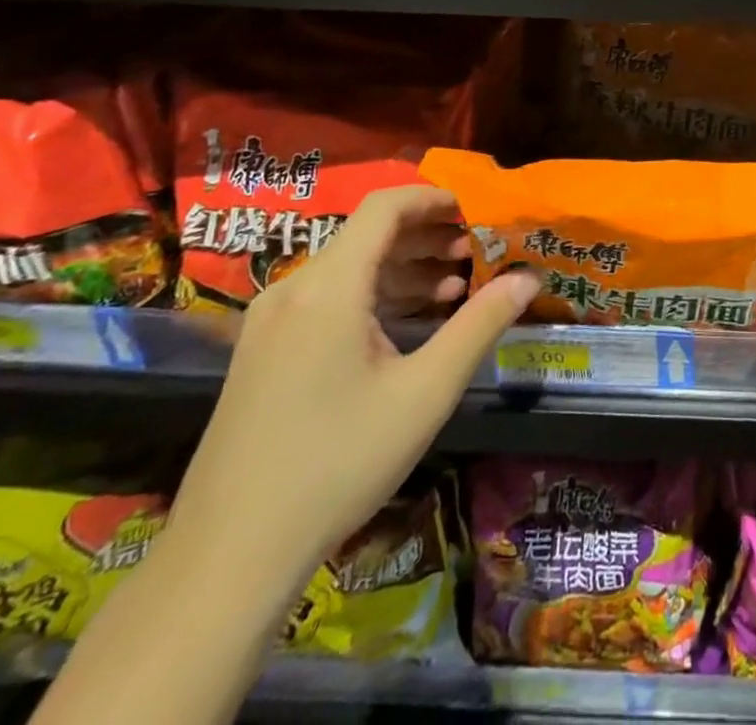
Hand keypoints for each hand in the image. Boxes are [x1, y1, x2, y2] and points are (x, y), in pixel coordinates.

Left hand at [164, 186, 540, 589]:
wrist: (227, 557)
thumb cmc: (338, 463)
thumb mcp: (425, 392)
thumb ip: (480, 325)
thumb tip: (528, 278)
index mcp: (328, 287)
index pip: (384, 207)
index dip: (434, 199)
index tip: (476, 212)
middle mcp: (293, 289)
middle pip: (368, 234)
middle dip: (427, 235)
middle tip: (476, 253)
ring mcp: (271, 322)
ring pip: (349, 266)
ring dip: (405, 267)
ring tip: (455, 288)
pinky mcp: (262, 351)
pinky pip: (328, 297)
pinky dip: (375, 294)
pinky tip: (409, 322)